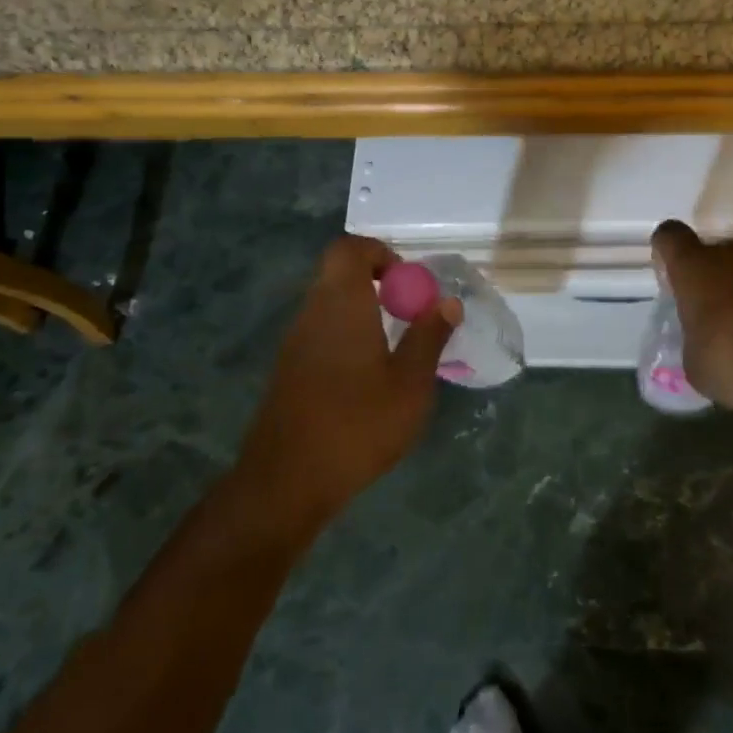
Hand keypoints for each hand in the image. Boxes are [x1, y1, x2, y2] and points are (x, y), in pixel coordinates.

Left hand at [236, 235, 458, 529]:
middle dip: (377, 283)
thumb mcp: (410, 384)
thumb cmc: (357, 425)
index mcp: (342, 303)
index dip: (379, 252)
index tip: (407, 282)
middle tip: (408, 314)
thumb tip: (447, 302)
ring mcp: (295, 342)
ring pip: (330, 305)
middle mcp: (313, 312)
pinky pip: (321, 333)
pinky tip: (367, 379)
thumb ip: (429, 337)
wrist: (285, 483)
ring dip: (362, 312)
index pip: (349, 248)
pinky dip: (347, 337)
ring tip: (394, 349)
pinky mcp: (288, 370)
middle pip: (339, 274)